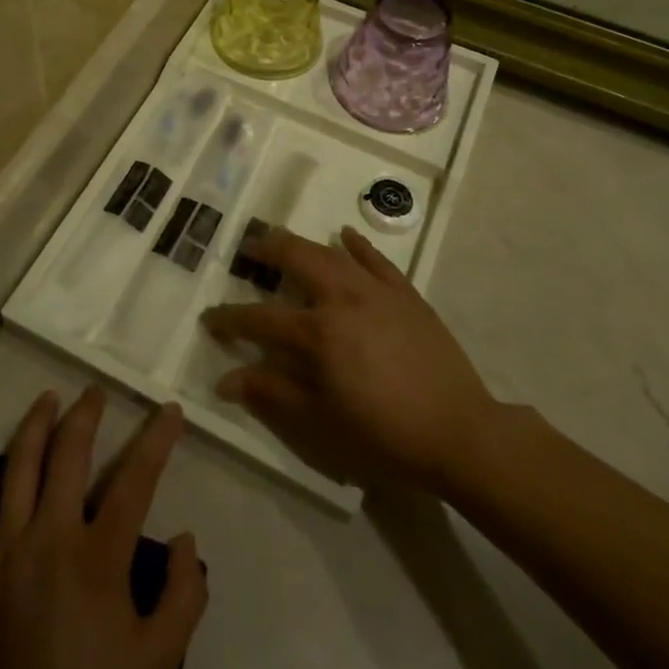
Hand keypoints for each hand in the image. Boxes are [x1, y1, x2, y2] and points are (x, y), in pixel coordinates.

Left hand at [0, 388, 207, 668]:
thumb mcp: (158, 664)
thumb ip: (182, 597)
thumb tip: (183, 538)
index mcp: (98, 557)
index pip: (136, 478)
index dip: (157, 438)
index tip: (169, 410)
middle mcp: (49, 538)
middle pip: (70, 454)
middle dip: (88, 414)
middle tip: (96, 393)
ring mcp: (1, 553)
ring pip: (18, 466)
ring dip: (36, 424)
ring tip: (48, 398)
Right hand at [201, 228, 500, 491]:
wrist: (458, 431)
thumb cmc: (384, 433)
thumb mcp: (321, 422)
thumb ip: (272, 394)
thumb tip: (226, 379)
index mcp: (318, 333)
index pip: (261, 319)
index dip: (231, 318)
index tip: (210, 318)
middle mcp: (342, 298)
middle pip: (296, 260)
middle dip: (267, 251)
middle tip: (249, 249)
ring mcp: (377, 291)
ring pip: (332, 253)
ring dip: (304, 244)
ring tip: (286, 241)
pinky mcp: (406, 293)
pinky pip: (377, 260)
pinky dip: (357, 245)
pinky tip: (345, 235)